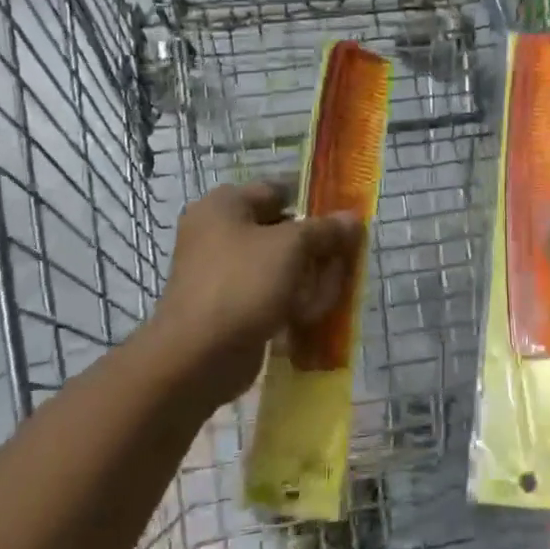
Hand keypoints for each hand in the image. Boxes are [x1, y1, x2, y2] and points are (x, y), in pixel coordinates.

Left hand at [156, 181, 361, 406]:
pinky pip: (268, 296)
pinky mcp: (228, 307)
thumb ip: (325, 229)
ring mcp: (221, 273)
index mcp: (224, 205)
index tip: (342, 221)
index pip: (278, 190)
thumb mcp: (292, 246)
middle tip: (342, 262)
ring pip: (278, 267)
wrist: (197, 357)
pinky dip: (289, 303)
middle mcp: (218, 233)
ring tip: (325, 296)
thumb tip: (352, 219)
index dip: (312, 203)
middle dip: (315, 249)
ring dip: (307, 280)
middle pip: (282, 231)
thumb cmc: (243, 283)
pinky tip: (308, 317)